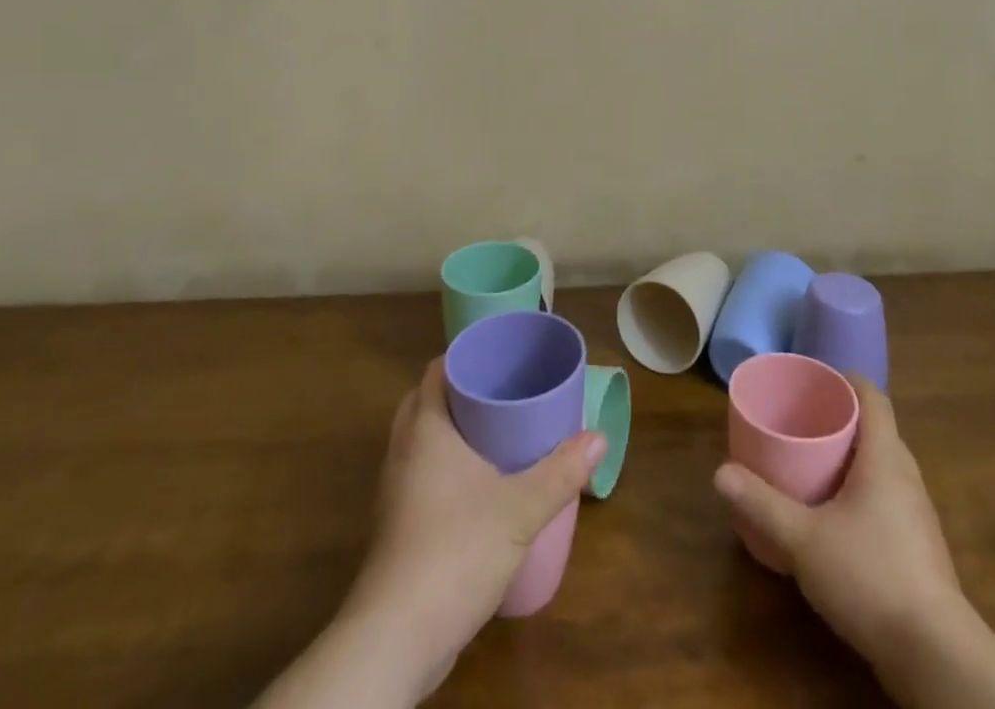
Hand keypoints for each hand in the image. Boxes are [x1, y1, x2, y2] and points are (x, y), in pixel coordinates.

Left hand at [338, 358, 605, 699]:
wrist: (397, 637)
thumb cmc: (456, 551)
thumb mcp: (520, 509)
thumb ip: (561, 471)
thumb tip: (599, 437)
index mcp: (426, 427)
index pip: (438, 370)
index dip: (466, 356)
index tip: (499, 356)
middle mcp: (403, 449)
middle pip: (428, 400)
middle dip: (462, 391)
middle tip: (503, 390)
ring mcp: (395, 489)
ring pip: (421, 438)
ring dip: (451, 428)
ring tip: (496, 431)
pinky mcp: (397, 524)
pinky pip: (420, 471)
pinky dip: (443, 463)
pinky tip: (477, 483)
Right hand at [713, 379, 968, 696]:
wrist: (936, 656)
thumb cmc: (870, 576)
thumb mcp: (803, 539)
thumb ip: (762, 504)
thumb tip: (720, 472)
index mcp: (885, 457)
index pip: (873, 397)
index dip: (847, 380)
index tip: (816, 379)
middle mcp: (907, 476)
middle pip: (876, 429)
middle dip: (842, 419)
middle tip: (802, 420)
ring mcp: (918, 515)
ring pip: (883, 467)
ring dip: (852, 459)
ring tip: (814, 465)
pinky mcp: (920, 550)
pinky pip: (888, 500)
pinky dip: (862, 493)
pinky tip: (837, 518)